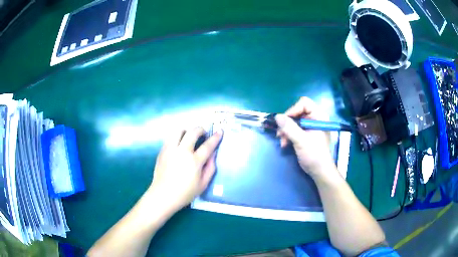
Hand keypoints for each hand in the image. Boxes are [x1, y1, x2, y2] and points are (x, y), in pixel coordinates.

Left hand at [149, 127, 222, 210]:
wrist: (163, 195)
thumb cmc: (185, 193)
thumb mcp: (203, 184)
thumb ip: (210, 168)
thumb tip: (213, 154)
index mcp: (194, 161)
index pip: (207, 145)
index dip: (215, 137)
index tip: (220, 131)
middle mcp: (182, 152)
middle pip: (192, 132)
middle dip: (200, 129)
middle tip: (203, 134)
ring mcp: (170, 150)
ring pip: (178, 131)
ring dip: (186, 131)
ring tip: (189, 137)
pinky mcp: (162, 151)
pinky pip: (170, 138)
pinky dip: (177, 137)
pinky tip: (179, 144)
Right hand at [275, 97, 334, 177]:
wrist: (319, 171)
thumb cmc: (314, 155)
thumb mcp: (301, 141)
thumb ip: (289, 128)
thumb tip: (277, 116)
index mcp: (318, 116)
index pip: (304, 103)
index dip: (293, 110)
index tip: (285, 121)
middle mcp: (314, 119)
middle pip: (297, 112)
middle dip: (287, 122)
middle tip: (280, 133)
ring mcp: (310, 126)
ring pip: (294, 121)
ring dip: (286, 130)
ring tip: (282, 141)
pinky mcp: (305, 134)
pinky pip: (294, 129)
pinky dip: (288, 135)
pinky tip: (285, 143)